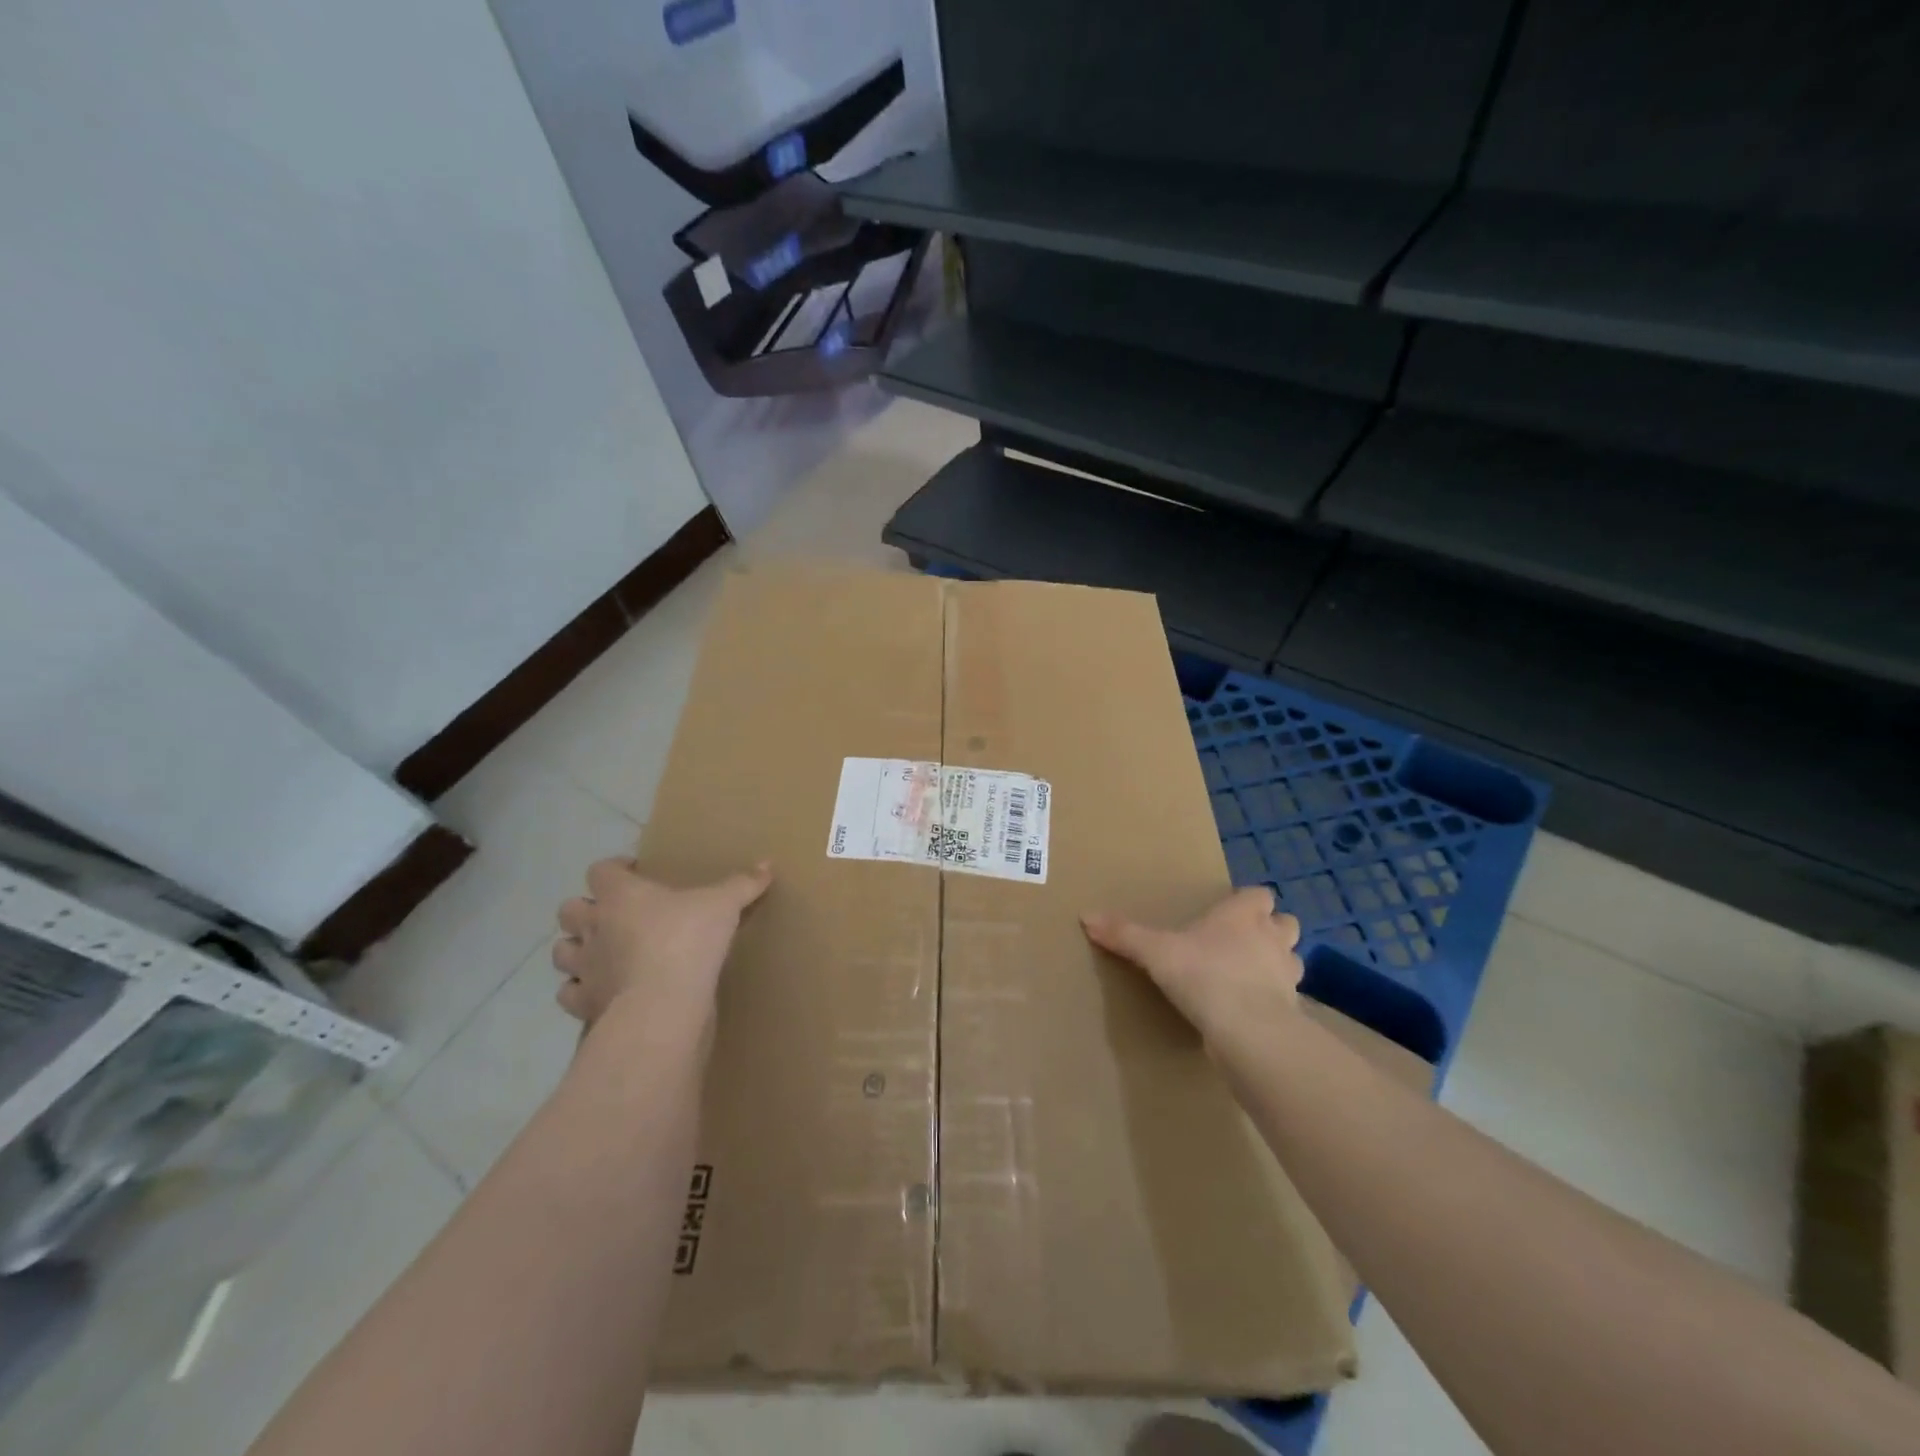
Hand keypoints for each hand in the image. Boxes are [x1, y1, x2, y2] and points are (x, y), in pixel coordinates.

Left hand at [552, 859, 772, 1034]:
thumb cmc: (688, 940)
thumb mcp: (724, 905)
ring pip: (561, 951)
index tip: (636, 872)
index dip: (615, 869)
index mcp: (620, 895)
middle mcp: (593, 926)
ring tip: (603, 952)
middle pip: (569, 909)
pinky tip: (603, 990)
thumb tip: (768, 865)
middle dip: (586, 910)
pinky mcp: (584, 1003)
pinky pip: (569, 993)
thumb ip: (743, 884)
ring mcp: (584, 966)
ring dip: (577, 949)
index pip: (601, 870)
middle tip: (616, 915)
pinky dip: (581, 990)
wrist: (663, 1003)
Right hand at [1081, 886, 1302, 1044]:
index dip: (1248, 901)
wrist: (1248, 1029)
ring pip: (1291, 959)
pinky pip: (1287, 998)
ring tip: (1251, 976)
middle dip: (1270, 930)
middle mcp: (1271, 938)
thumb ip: (1124, 934)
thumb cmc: (1204, 974)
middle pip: (1285, 923)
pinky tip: (1252, 1010)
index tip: (1228, 912)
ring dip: (1277, 964)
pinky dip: (1274, 1001)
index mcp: (1243, 915)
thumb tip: (1085, 915)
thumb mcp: (1155, 952)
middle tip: (1243, 942)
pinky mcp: (1291, 1010)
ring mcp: (1287, 975)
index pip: (1259, 894)